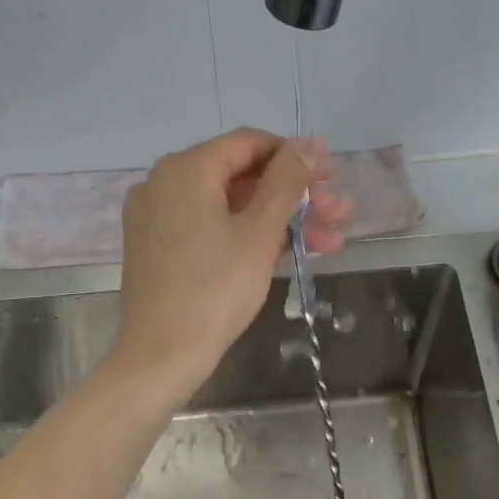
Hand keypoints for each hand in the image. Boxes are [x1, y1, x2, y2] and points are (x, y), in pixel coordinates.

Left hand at [112, 128, 348, 400]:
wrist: (162, 355)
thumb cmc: (216, 290)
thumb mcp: (259, 233)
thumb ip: (286, 182)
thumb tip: (308, 144)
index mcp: (185, 169)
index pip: (248, 143)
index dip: (295, 157)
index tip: (330, 177)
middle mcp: (164, 183)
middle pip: (242, 177)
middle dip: (296, 196)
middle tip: (339, 214)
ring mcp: (158, 217)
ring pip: (230, 208)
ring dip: (281, 221)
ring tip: (331, 241)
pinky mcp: (160, 249)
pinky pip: (211, 229)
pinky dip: (247, 237)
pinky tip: (291, 253)